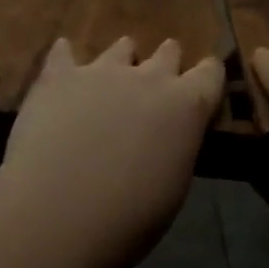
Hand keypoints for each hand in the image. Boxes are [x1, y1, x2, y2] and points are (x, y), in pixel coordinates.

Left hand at [0, 36, 223, 267]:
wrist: (58, 214)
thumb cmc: (128, 219)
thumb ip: (176, 147)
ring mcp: (102, 71)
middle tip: (156, 84)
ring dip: (121, 60)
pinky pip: (63, 52)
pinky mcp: (59, 76)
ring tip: (111, 76)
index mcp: (186, 106)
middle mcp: (149, 77)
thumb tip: (168, 137)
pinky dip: (66, 57)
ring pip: (121, 48)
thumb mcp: (173, 187)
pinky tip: (63, 61)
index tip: (203, 83)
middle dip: (166, 63)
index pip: (210, 73)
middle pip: (168, 52)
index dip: (208, 75)